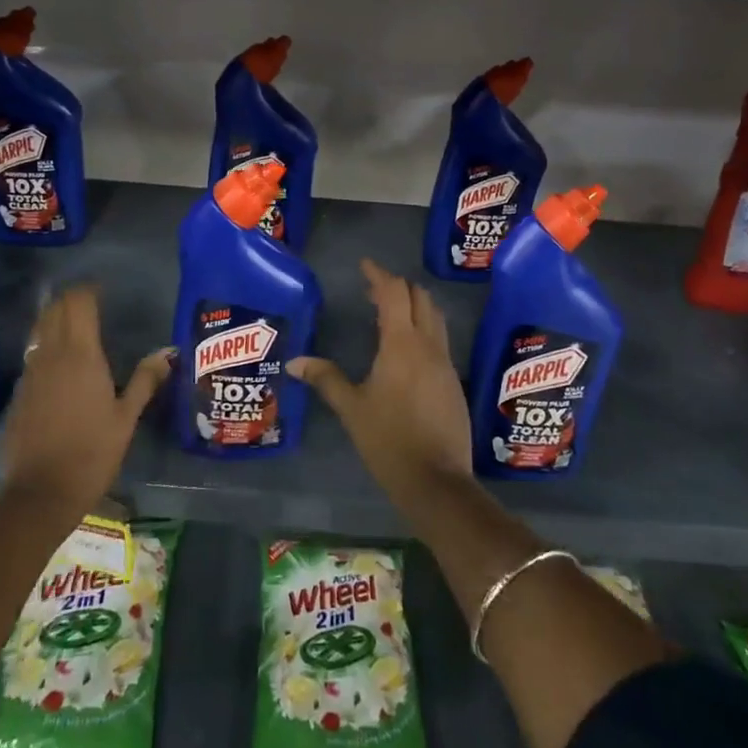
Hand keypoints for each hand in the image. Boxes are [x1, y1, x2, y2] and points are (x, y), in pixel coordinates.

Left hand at [1, 286, 168, 516]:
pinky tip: (59, 365)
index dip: (88, 291)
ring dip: (55, 320)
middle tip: (90, 303)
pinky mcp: (19, 393)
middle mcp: (52, 356)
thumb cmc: (92, 453)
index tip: (102, 290)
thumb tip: (167, 353)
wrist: (41, 493)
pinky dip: (45, 347)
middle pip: (55, 310)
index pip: (79, 304)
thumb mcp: (126, 417)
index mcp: (82, 355)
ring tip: (75, 326)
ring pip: (40, 331)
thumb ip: (145, 380)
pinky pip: (33, 356)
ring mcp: (31, 374)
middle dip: (70, 300)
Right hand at [287, 259, 472, 505]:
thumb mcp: (352, 409)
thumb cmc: (389, 441)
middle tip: (373, 292)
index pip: (394, 293)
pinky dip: (423, 329)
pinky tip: (405, 350)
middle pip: (420, 299)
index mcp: (402, 344)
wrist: (437, 481)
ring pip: (434, 318)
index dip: (379, 275)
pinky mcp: (453, 382)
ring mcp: (445, 363)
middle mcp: (428, 346)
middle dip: (399, 287)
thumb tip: (294, 363)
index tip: (365, 265)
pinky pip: (439, 340)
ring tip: (389, 314)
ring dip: (414, 306)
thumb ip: (325, 379)